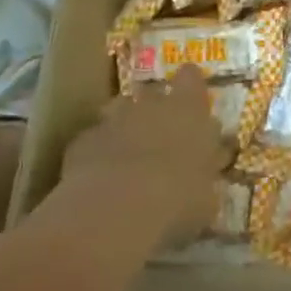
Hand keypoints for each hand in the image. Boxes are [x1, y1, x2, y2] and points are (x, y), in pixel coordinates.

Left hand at [40, 66, 231, 255]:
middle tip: (162, 134)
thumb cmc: (177, 199)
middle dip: (156, 108)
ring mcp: (112, 121)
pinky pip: (94, 140)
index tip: (193, 98)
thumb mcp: (207, 196)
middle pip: (152, 92)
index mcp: (189, 110)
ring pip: (118, 111)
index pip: (192, 79)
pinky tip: (101, 177)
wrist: (114, 211)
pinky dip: (99, 152)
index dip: (191, 85)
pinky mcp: (82, 142)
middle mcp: (151, 106)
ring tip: (130, 153)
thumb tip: (208, 174)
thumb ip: (207, 176)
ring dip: (125, 126)